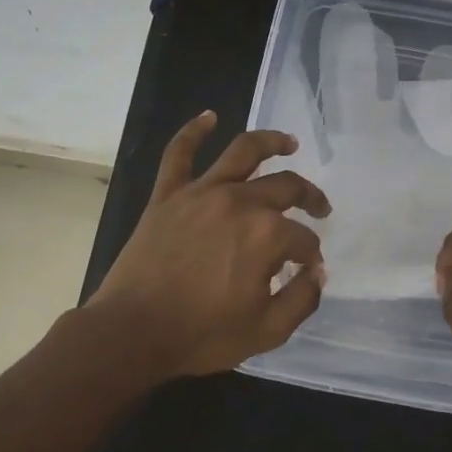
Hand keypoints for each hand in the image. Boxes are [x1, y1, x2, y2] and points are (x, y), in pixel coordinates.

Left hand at [90, 111, 331, 378]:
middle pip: (286, 187)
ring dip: (271, 141)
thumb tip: (318, 272)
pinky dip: (194, 131)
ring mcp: (201, 192)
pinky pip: (179, 153)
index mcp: (267, 234)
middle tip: (319, 208)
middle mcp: (239, 202)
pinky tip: (208, 117)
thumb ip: (302, 299)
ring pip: (243, 151)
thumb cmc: (202, 334)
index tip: (309, 270)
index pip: (303, 238)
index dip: (311, 254)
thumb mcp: (267, 331)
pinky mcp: (168, 194)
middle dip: (309, 197)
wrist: (132, 332)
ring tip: (289, 142)